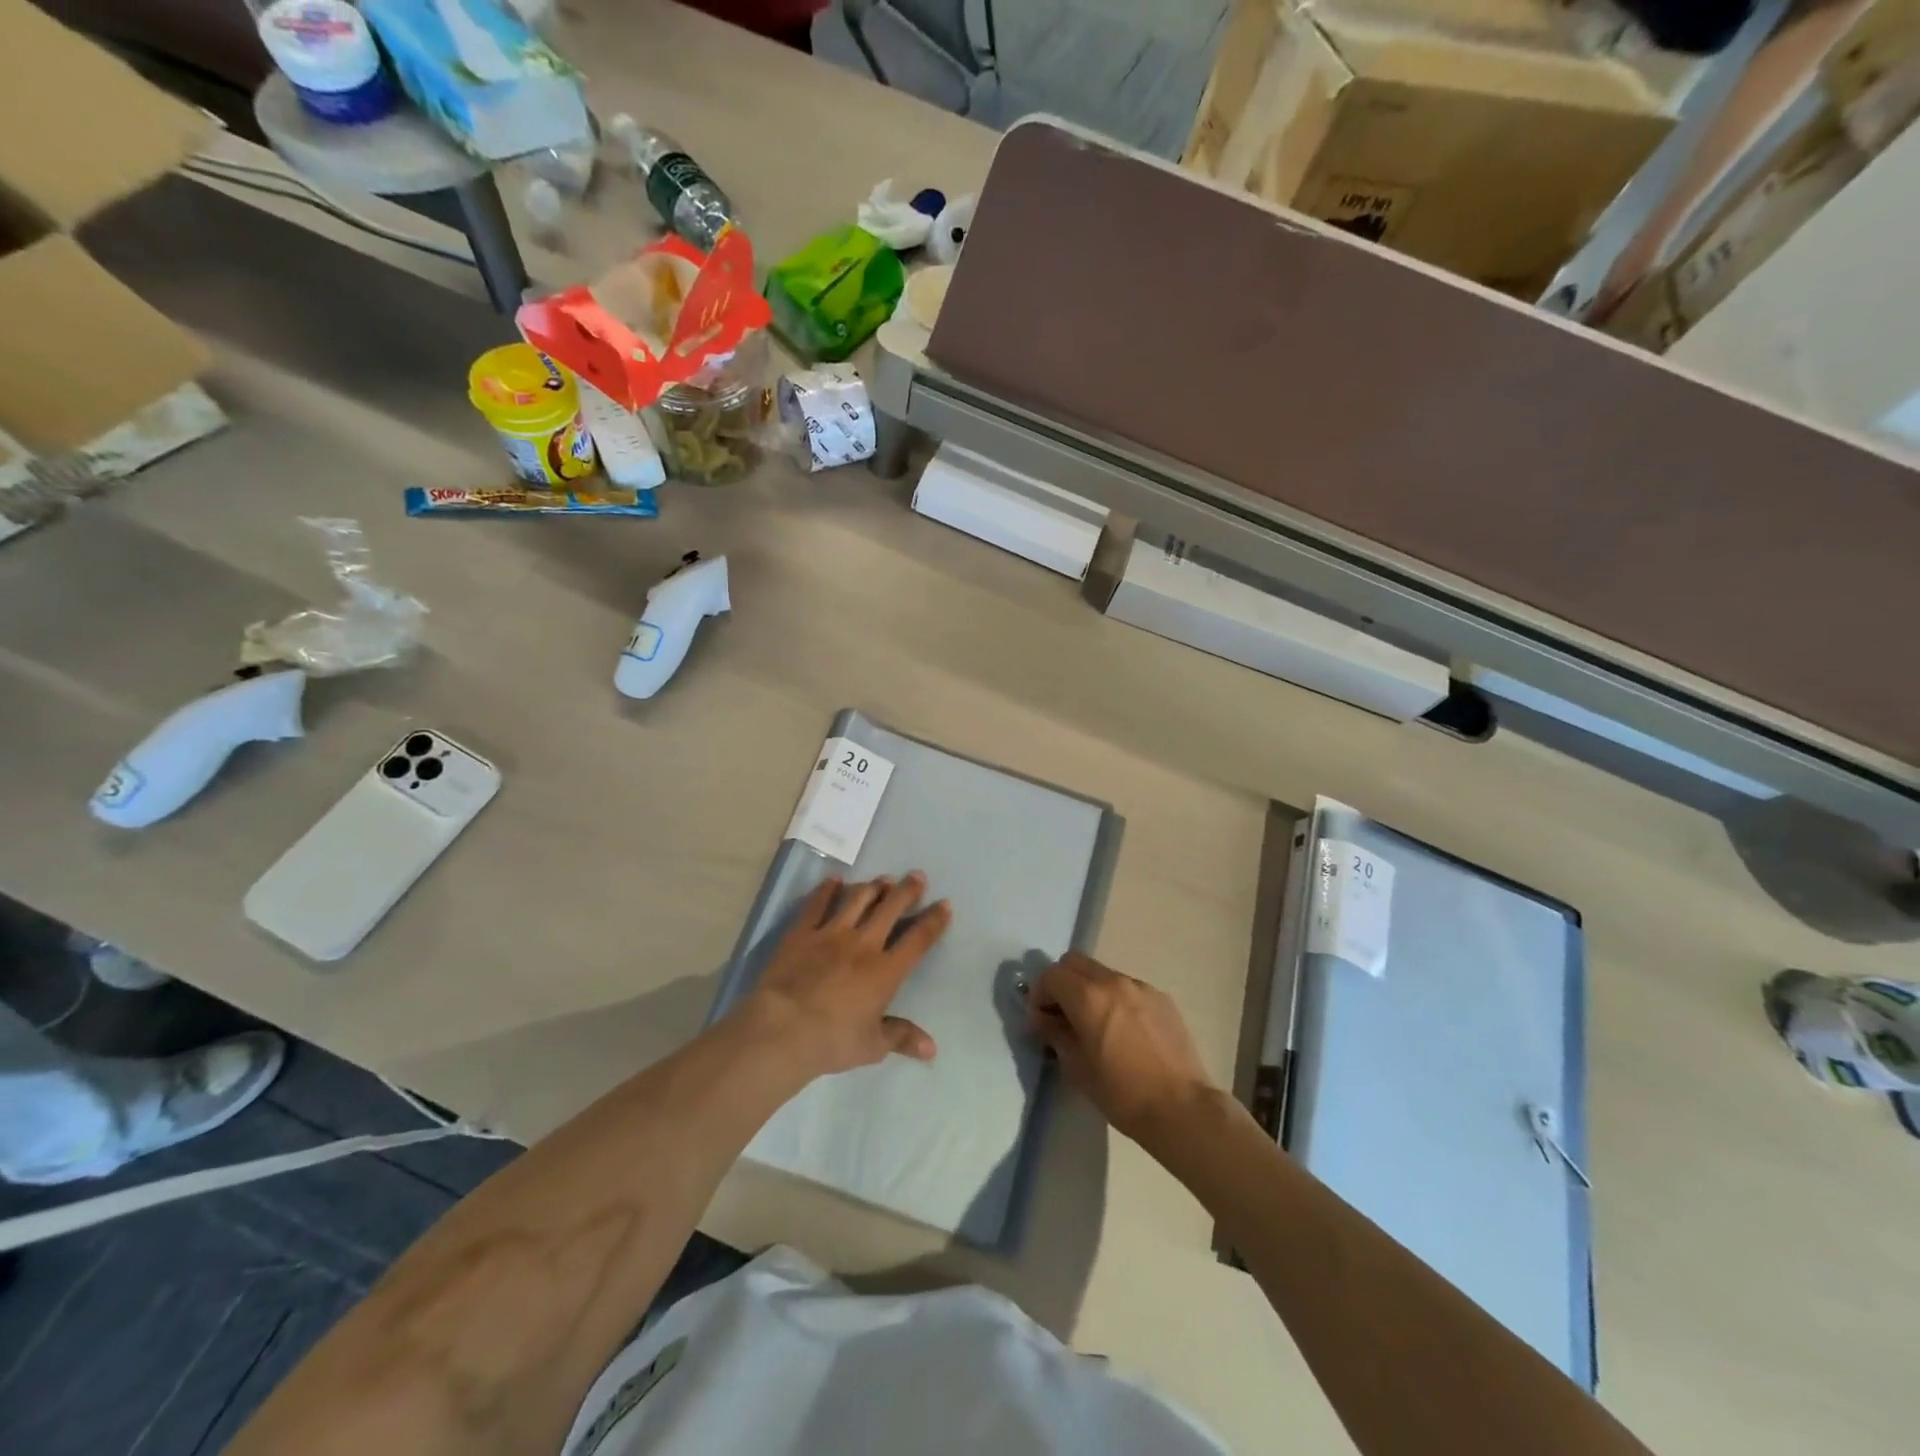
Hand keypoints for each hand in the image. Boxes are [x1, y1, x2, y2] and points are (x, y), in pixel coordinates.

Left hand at [741, 873, 951, 1081]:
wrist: (782, 1029)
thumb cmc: (832, 1041)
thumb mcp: (872, 1046)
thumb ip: (902, 1038)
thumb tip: (932, 1049)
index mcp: (886, 971)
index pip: (918, 940)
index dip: (934, 920)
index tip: (944, 904)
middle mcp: (863, 944)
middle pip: (891, 908)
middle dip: (907, 890)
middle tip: (917, 876)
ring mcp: (831, 933)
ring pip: (858, 899)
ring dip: (874, 886)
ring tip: (883, 879)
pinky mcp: (802, 932)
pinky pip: (817, 904)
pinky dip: (828, 889)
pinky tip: (835, 880)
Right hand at [1027, 952, 1216, 1148]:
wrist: (1182, 1108)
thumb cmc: (1122, 1093)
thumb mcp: (1076, 1068)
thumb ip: (1055, 1034)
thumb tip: (1042, 1019)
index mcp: (1088, 996)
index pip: (1051, 974)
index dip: (1039, 994)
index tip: (1041, 1020)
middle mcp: (1114, 981)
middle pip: (1075, 962)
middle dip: (1061, 983)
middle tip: (1061, 1015)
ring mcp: (1141, 987)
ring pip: (1102, 973)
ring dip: (1089, 989)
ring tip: (1094, 1024)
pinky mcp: (1162, 998)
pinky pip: (1128, 987)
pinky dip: (1115, 999)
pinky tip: (1123, 1031)